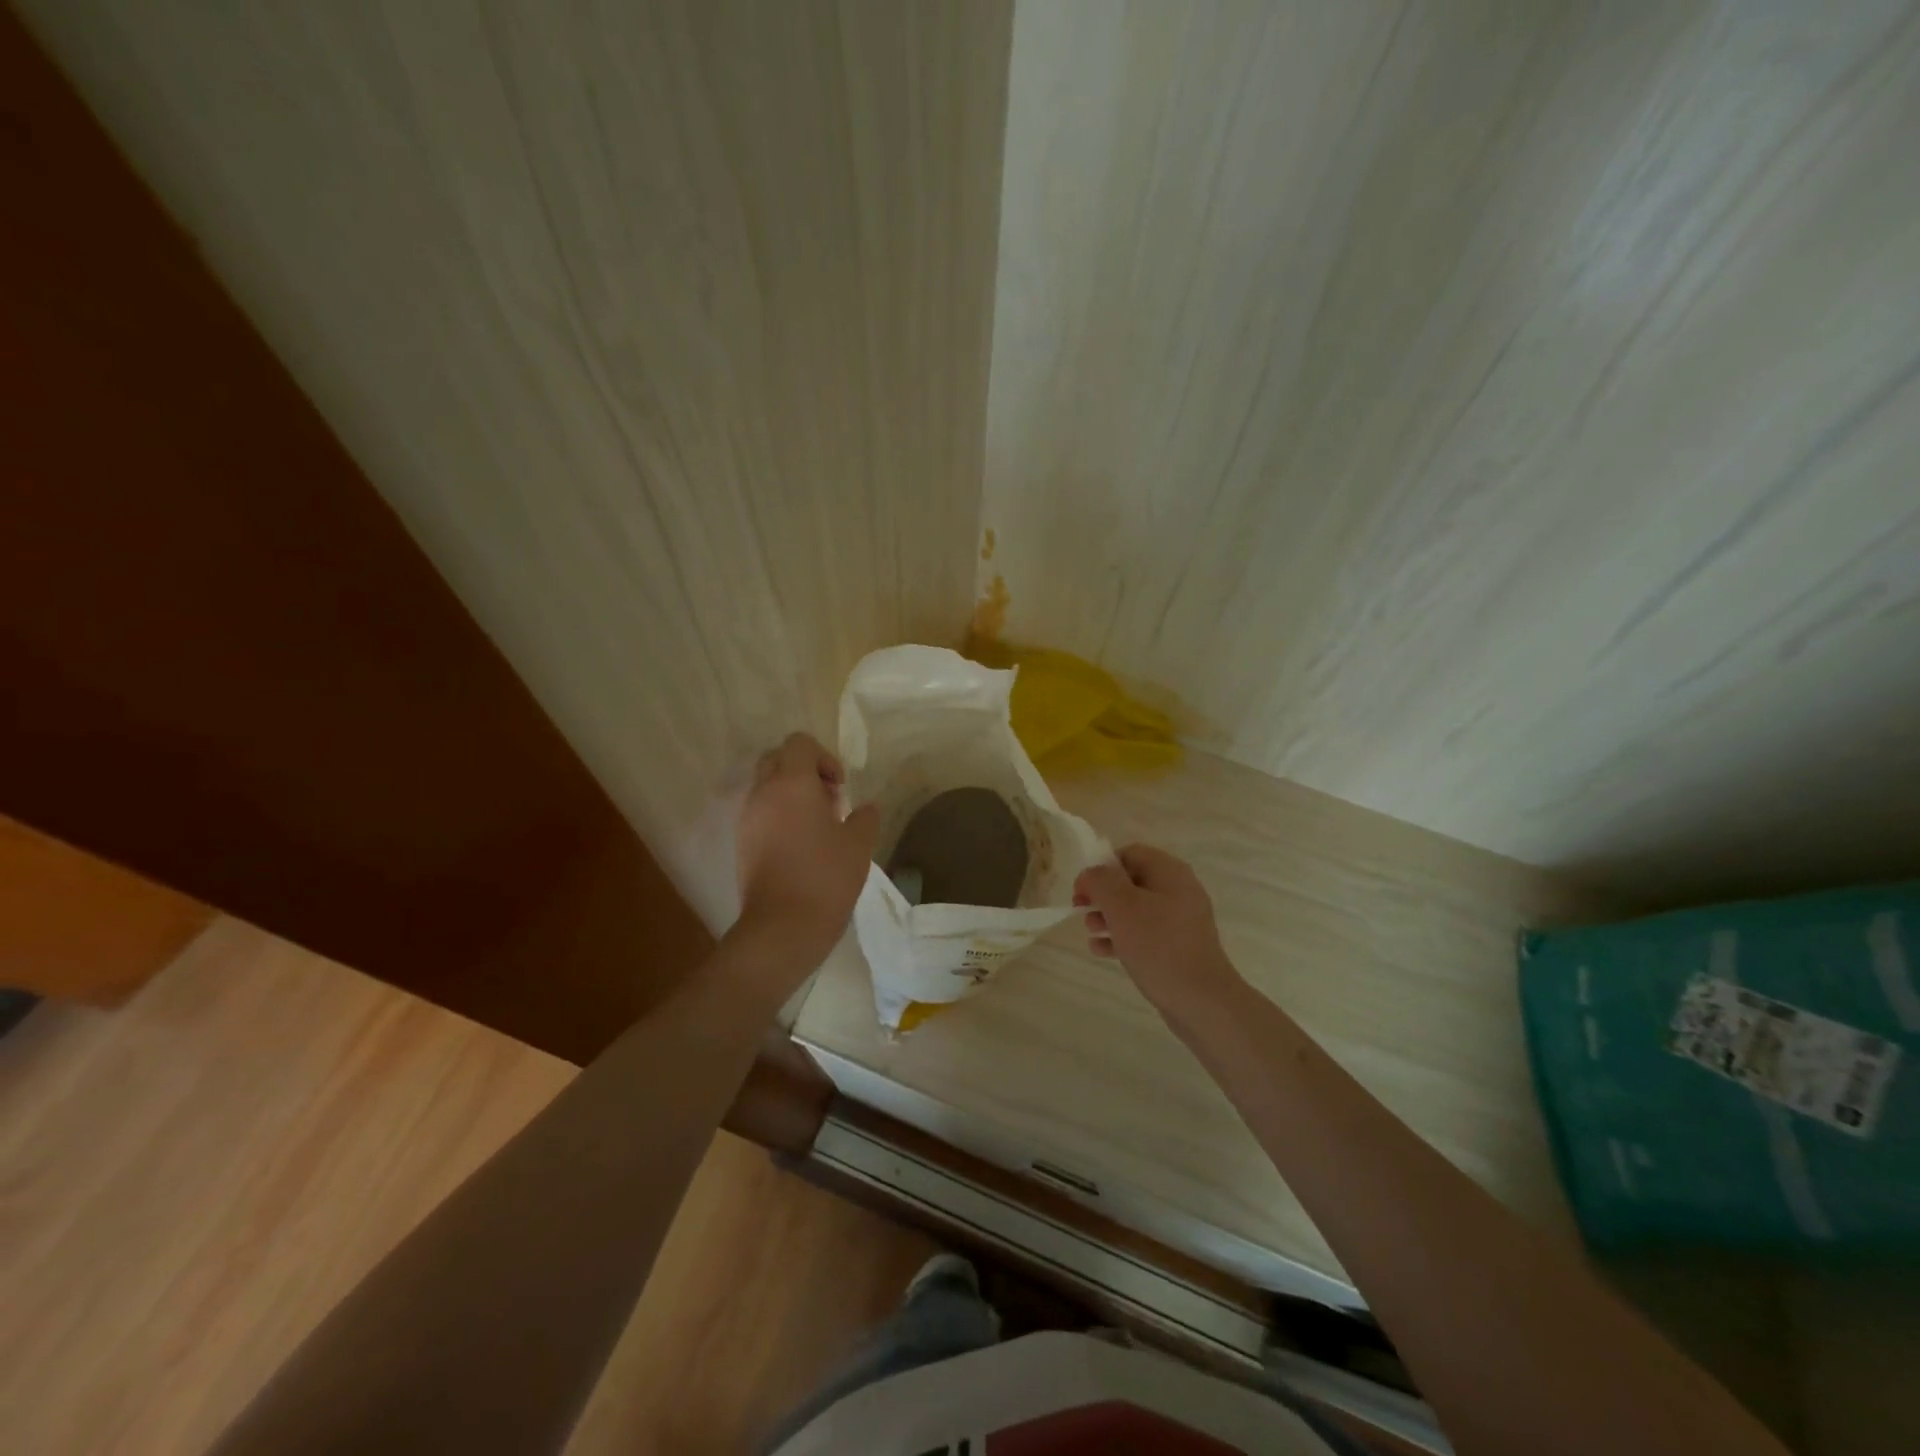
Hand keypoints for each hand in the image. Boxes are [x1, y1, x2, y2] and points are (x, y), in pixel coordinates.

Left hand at [734, 732, 879, 971]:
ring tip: (817, 825)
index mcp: (792, 784)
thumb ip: (865, 817)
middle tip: (828, 800)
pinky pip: (759, 811)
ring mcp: (747, 818)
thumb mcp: (858, 845)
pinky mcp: (742, 842)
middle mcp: (763, 793)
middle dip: (804, 770)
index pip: (799, 743)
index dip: (824, 757)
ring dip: (791, 793)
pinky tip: (800, 845)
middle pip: (778, 759)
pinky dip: (778, 814)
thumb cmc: (825, 877)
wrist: (782, 926)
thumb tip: (867, 808)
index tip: (840, 787)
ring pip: (766, 785)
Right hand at [1073, 845, 1239, 1019]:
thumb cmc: (1158, 946)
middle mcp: (1179, 891)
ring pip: (1136, 908)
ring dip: (1109, 915)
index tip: (1082, 888)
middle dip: (1103, 894)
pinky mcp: (1178, 947)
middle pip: (1132, 881)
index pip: (1129, 853)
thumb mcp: (1122, 906)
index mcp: (1170, 873)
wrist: (1201, 1000)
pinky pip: (1145, 933)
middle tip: (1080, 909)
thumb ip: (1101, 881)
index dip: (1101, 866)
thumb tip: (1092, 873)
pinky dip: (1122, 936)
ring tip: (1089, 930)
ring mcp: (1181, 921)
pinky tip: (1101, 950)